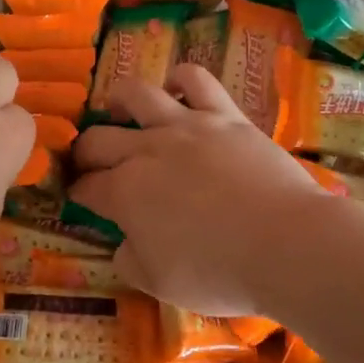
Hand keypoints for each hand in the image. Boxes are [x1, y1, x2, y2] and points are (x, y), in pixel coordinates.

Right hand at [68, 64, 338, 316]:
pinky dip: (180, 79)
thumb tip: (123, 243)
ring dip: (119, 101)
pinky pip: (196, 79)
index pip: (86, 186)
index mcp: (125, 193)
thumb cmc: (219, 272)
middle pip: (99, 139)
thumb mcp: (160, 284)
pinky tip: (177, 90)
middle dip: (85, 152)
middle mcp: (146, 150)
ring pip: (137, 94)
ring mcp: (186, 126)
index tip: (78, 197)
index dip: (77, 192)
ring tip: (119, 109)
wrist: (286, 244)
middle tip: (91, 163)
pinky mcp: (224, 114)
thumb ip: (130, 259)